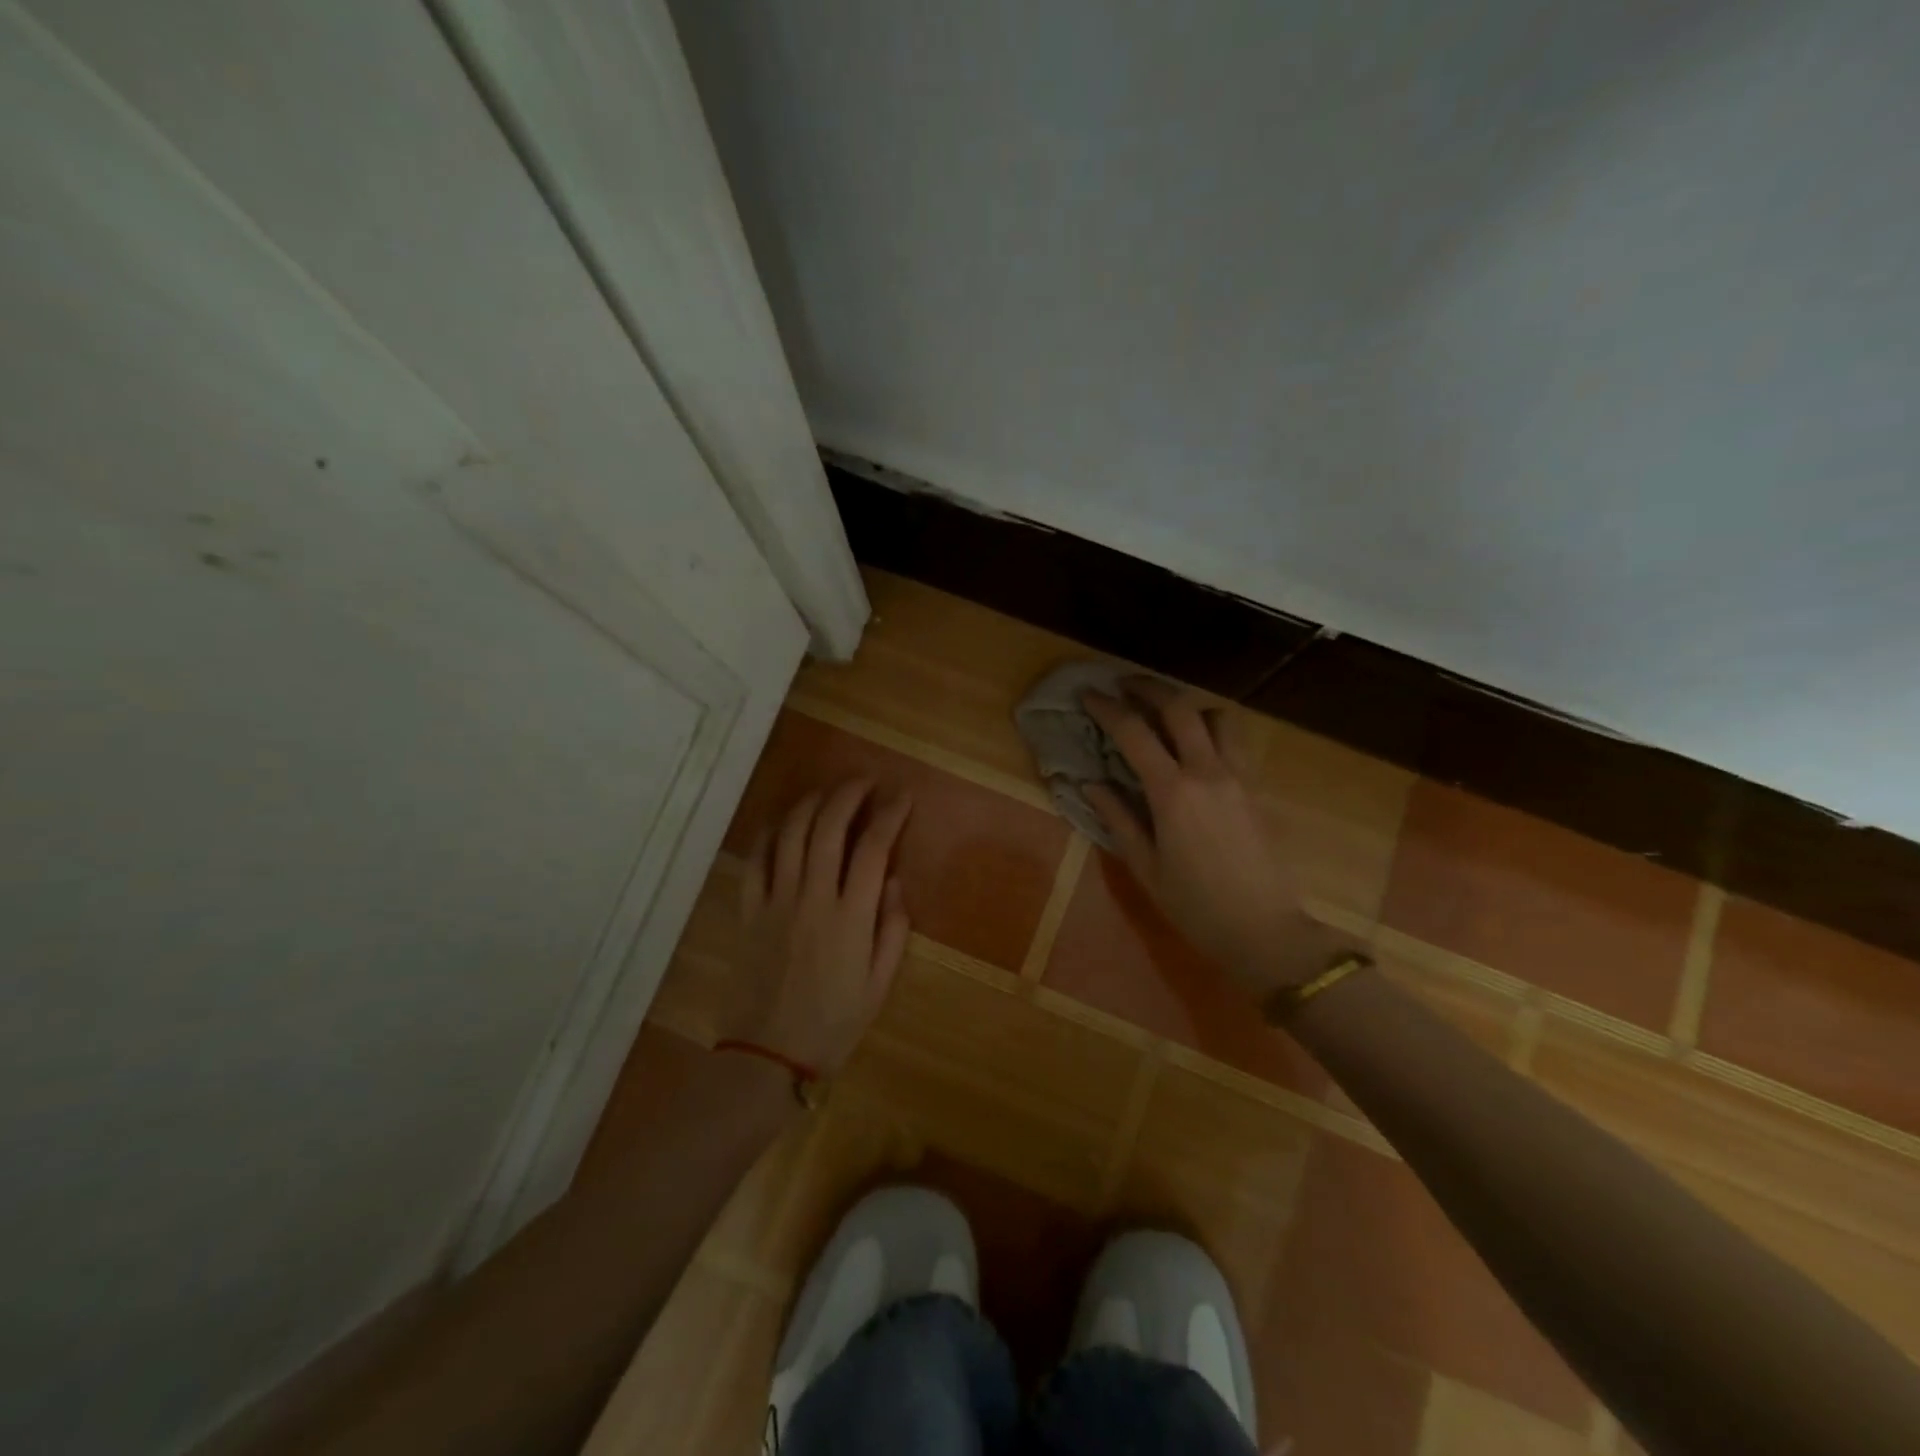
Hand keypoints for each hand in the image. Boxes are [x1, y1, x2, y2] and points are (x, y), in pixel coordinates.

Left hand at [729, 779, 912, 1073]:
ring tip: (827, 792)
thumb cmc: (834, 1023)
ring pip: (790, 834)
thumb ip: (892, 928)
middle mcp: (813, 898)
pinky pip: (755, 861)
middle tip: (864, 780)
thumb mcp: (880, 983)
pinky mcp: (749, 911)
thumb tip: (894, 881)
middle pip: (828, 828)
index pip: (873, 848)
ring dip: (810, 803)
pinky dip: (769, 833)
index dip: (890, 815)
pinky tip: (782, 821)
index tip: (902, 797)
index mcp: (851, 917)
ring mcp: (776, 901)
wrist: (769, 1056)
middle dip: (848, 794)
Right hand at [1083, 680, 1324, 996]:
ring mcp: (1239, 776)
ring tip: (1167, 716)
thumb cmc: (1195, 906)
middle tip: (1124, 685)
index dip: (1107, 708)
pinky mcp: (1258, 788)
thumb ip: (1117, 819)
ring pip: (1218, 717)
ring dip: (1189, 706)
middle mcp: (1208, 772)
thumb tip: (1091, 784)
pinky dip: (1212, 730)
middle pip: (1179, 708)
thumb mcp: (1145, 867)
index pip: (1134, 733)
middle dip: (1148, 688)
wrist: (1264, 931)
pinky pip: (1236, 742)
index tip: (1088, 695)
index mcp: (1173, 792)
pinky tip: (1197, 749)